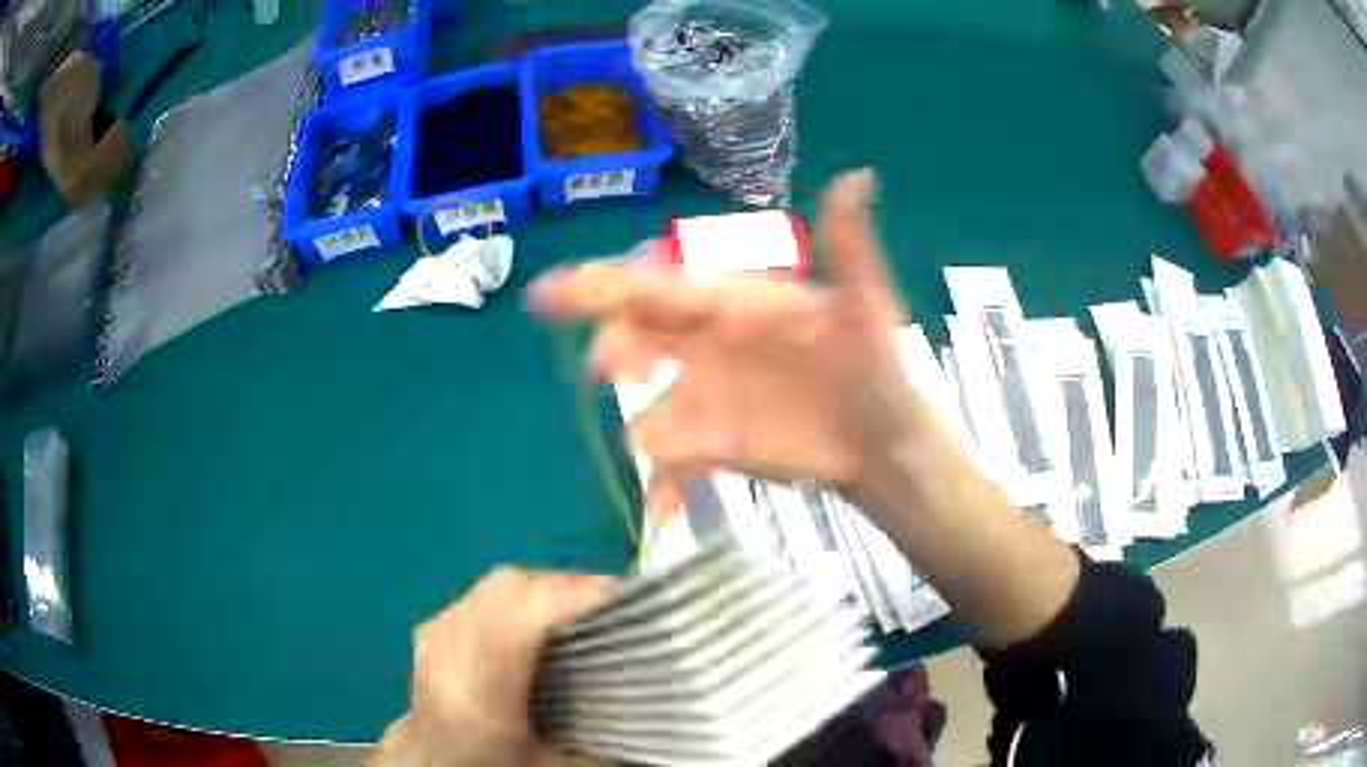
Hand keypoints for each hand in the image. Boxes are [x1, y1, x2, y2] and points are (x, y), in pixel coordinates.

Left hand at [375, 569, 613, 766]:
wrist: (432, 761)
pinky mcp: (433, 626)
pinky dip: (518, 595)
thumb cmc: (495, 766)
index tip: (618, 595)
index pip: (516, 623)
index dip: (567, 597)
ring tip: (577, 608)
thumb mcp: (553, 765)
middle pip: (506, 589)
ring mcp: (434, 634)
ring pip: (495, 584)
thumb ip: (592, 726)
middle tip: (607, 604)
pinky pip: (483, 592)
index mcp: (478, 699)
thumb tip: (641, 682)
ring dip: (542, 588)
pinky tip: (535, 618)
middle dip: (564, 586)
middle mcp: (448, 656)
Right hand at [528, 169, 942, 518]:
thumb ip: (850, 247)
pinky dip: (663, 486)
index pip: (657, 284)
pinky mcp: (712, 446)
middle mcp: (704, 344)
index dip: (601, 284)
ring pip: (647, 409)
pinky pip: (671, 464)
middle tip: (619, 369)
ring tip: (669, 450)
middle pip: (635, 339)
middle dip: (616, 349)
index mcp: (732, 301)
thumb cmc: (877, 368)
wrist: (887, 443)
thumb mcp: (867, 306)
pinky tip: (662, 510)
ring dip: (646, 429)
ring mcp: (703, 399)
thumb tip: (858, 174)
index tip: (550, 295)